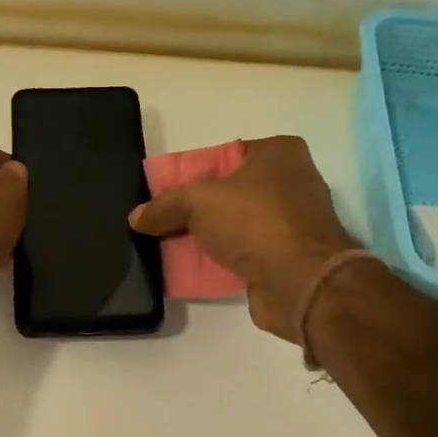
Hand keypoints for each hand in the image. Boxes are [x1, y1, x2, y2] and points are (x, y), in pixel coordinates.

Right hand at [128, 135, 365, 341]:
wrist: (301, 283)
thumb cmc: (256, 222)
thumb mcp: (198, 202)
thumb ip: (165, 205)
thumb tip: (136, 217)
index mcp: (279, 153)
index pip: (223, 155)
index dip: (191, 173)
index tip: (164, 192)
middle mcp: (290, 182)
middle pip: (227, 192)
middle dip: (194, 209)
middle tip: (161, 222)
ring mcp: (291, 222)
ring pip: (233, 225)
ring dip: (205, 237)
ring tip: (167, 247)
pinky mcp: (286, 257)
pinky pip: (242, 253)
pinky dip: (219, 260)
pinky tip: (190, 270)